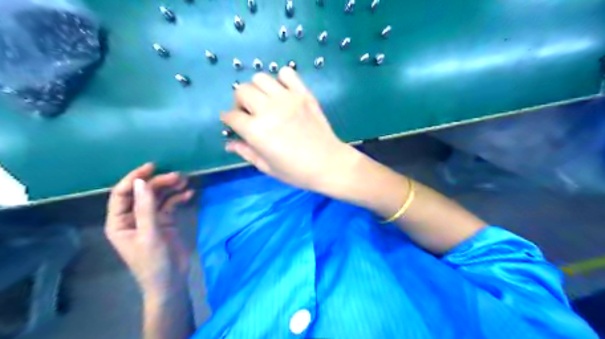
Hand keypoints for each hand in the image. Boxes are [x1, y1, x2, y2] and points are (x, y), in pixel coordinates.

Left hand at [104, 164, 193, 299]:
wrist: (171, 280)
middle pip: (143, 193)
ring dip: (170, 188)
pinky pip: (170, 205)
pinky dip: (179, 198)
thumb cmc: (153, 261)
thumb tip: (140, 182)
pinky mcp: (165, 221)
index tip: (152, 167)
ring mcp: (150, 219)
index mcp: (119, 222)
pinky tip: (189, 194)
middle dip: (159, 183)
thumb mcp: (149, 233)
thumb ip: (145, 207)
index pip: (122, 194)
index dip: (134, 178)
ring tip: (185, 181)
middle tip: (178, 176)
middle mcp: (133, 217)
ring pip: (158, 197)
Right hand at [222, 68, 355, 191]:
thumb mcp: (267, 167)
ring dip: (257, 89)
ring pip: (261, 78)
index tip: (232, 123)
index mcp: (257, 131)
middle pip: (242, 91)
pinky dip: (281, 80)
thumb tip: (229, 143)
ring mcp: (288, 99)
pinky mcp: (304, 94)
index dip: (228, 119)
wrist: (329, 164)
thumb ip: (246, 152)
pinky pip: (287, 74)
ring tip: (265, 103)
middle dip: (240, 102)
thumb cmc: (297, 171)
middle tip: (249, 114)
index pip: (232, 116)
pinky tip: (283, 94)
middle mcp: (269, 110)